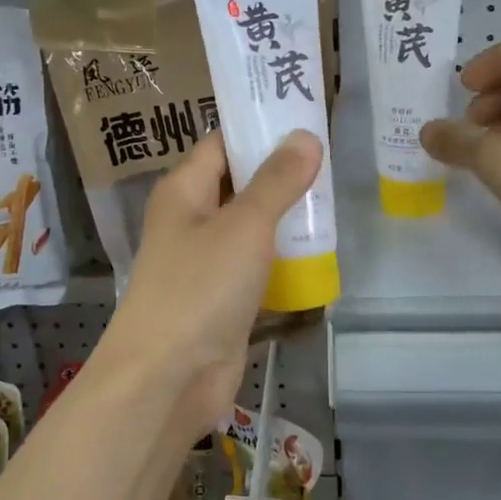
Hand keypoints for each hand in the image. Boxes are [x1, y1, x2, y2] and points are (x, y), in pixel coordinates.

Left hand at [93, 130, 322, 442]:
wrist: (167, 378)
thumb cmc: (200, 287)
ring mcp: (204, 263)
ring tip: (334, 205)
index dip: (259, 130)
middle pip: (239, 185)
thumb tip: (305, 137)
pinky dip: (282, 262)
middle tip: (332, 164)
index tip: (306, 121)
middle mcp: (190, 220)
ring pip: (250, 229)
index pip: (222, 144)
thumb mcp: (245, 225)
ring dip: (285, 221)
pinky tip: (320, 256)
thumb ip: (277, 181)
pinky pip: (255, 269)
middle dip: (281, 177)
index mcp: (184, 190)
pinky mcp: (220, 300)